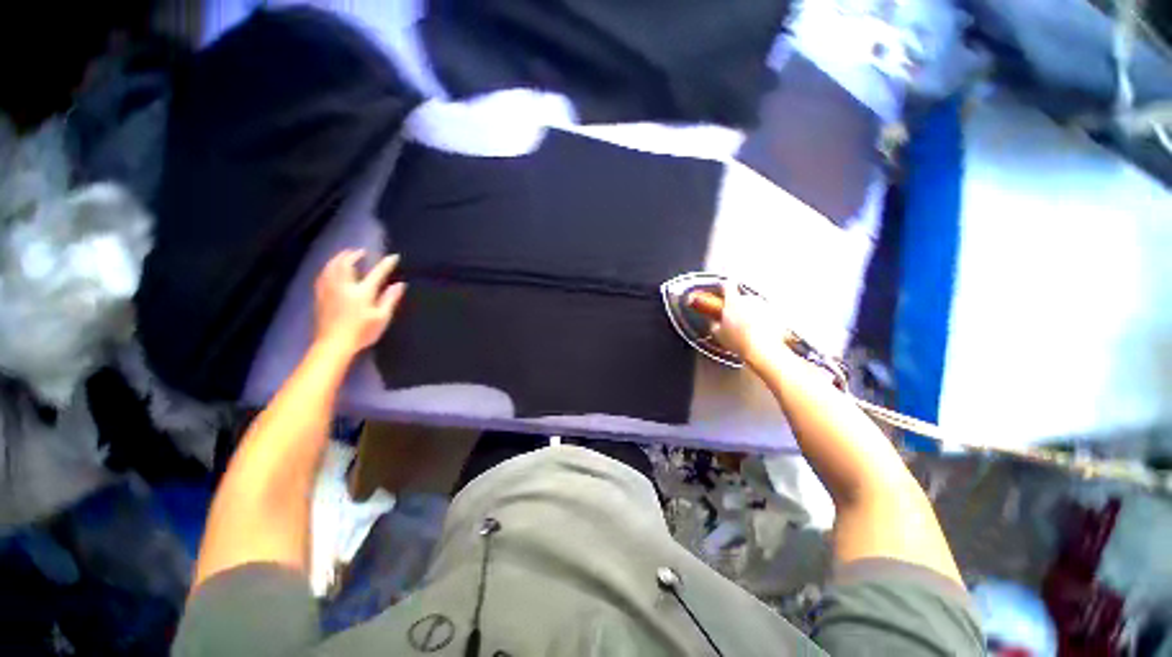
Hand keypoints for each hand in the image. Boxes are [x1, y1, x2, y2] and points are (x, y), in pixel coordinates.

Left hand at [314, 250, 405, 355]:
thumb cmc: (362, 332)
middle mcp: (344, 287)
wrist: (334, 344)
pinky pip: (323, 275)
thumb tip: (400, 284)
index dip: (386, 264)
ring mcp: (329, 290)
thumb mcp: (382, 317)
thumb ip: (390, 299)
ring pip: (331, 267)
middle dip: (353, 255)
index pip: (376, 273)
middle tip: (360, 251)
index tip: (393, 257)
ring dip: (339, 258)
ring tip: (345, 255)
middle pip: (346, 264)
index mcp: (362, 292)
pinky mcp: (320, 296)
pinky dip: (329, 268)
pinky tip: (331, 269)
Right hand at [710, 282, 790, 370]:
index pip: (728, 285)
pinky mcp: (777, 314)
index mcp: (733, 302)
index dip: (725, 285)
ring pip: (757, 307)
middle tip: (736, 320)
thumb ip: (715, 324)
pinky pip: (769, 315)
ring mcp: (765, 306)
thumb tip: (715, 322)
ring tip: (750, 330)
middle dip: (740, 307)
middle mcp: (750, 300)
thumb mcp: (718, 334)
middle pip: (743, 298)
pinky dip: (766, 322)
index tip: (724, 287)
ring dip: (753, 314)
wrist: (762, 350)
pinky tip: (761, 333)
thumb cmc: (739, 341)